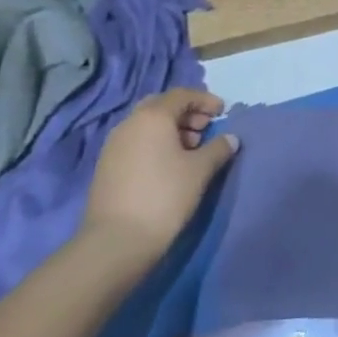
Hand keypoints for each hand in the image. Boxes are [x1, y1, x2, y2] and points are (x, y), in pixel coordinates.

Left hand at [81, 89, 236, 263]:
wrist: (116, 241)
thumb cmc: (164, 196)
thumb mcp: (200, 171)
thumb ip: (218, 149)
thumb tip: (231, 138)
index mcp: (152, 116)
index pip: (182, 95)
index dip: (205, 100)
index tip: (222, 112)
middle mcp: (130, 123)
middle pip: (162, 106)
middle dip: (186, 113)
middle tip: (205, 129)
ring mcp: (113, 144)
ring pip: (146, 125)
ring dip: (170, 129)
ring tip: (190, 150)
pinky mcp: (106, 165)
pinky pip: (136, 142)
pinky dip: (154, 144)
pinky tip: (168, 166)